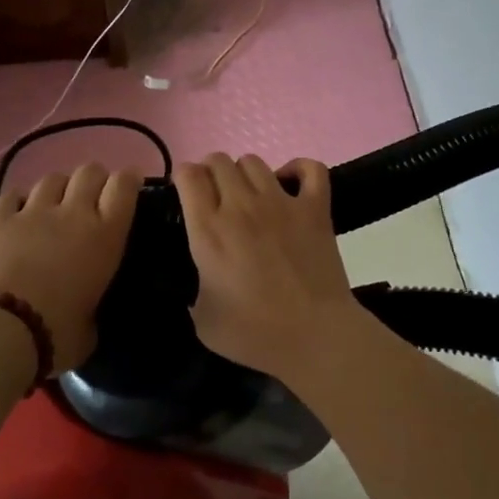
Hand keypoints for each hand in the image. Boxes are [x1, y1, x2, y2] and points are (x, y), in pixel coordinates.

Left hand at [0, 162, 141, 373]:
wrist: (0, 331)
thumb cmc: (57, 334)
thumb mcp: (92, 326)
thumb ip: (93, 306)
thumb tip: (85, 311)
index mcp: (105, 235)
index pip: (124, 186)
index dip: (129, 179)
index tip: (130, 183)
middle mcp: (73, 213)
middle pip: (90, 171)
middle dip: (95, 179)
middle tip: (93, 197)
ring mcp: (33, 212)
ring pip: (52, 178)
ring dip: (59, 187)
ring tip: (55, 204)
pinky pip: (13, 195)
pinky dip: (20, 200)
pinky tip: (20, 212)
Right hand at [173, 153, 360, 378]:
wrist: (315, 337)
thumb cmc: (255, 334)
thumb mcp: (203, 320)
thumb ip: (193, 291)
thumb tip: (201, 279)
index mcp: (209, 230)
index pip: (189, 175)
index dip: (182, 176)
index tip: (184, 192)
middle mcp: (241, 205)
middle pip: (219, 161)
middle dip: (210, 172)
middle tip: (215, 196)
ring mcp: (282, 202)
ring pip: (254, 161)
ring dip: (244, 173)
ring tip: (249, 194)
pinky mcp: (315, 208)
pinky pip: (310, 168)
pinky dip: (298, 169)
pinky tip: (290, 184)